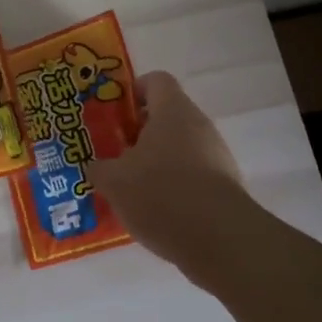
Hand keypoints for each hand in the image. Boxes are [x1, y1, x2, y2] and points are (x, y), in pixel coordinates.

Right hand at [88, 71, 246, 278]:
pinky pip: (192, 177)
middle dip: (138, 134)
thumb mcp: (114, 181)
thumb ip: (99, 168)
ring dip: (155, 163)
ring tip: (130, 189)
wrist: (220, 240)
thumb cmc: (161, 194)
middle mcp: (199, 125)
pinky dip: (173, 187)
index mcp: (173, 111)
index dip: (133, 91)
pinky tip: (154, 212)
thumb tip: (95, 166)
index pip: (156, 80)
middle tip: (114, 154)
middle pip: (166, 117)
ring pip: (178, 149)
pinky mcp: (225, 186)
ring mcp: (217, 156)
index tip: (114, 114)